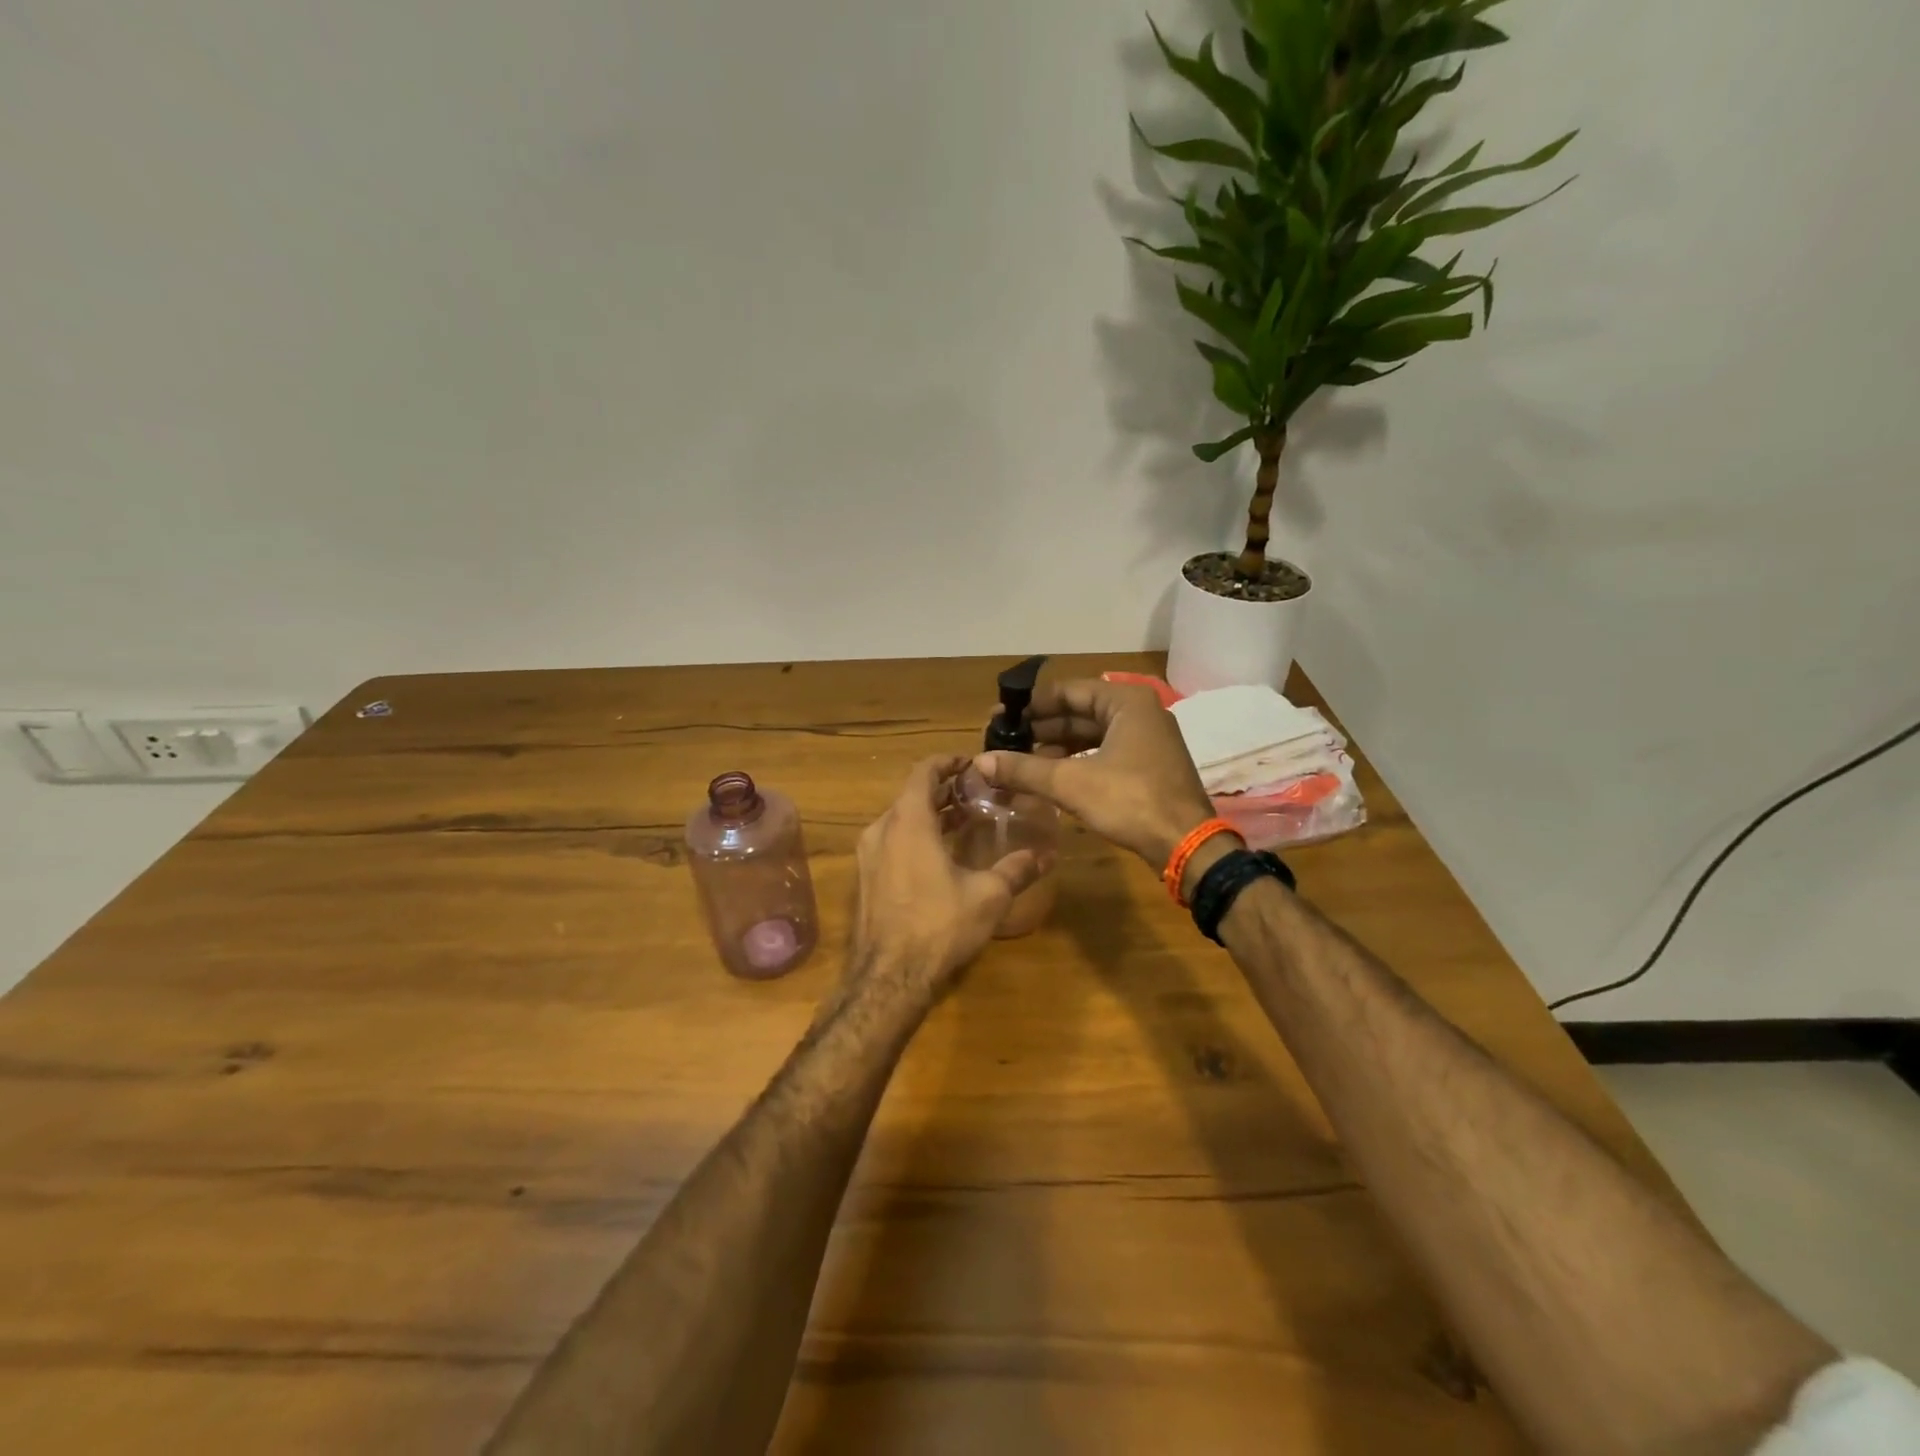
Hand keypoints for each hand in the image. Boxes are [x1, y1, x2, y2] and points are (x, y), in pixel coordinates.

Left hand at [844, 755, 1048, 1004]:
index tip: (971, 763)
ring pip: (900, 821)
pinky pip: (892, 843)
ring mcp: (868, 856)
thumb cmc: (939, 925)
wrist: (888, 978)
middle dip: (943, 791)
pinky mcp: (865, 879)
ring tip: (963, 821)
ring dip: (930, 815)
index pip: (923, 772)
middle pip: (911, 796)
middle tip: (976, 794)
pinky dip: (916, 837)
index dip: (948, 762)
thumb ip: (1017, 869)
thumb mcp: (988, 895)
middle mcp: (882, 830)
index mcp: (908, 821)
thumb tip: (1048, 855)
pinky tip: (940, 856)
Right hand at [973, 679, 1215, 868]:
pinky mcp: (1148, 765)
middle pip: (1080, 712)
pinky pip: (1104, 753)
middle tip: (1005, 740)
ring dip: (1056, 747)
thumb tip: (980, 762)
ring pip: (1091, 735)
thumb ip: (1024, 769)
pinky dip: (1077, 761)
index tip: (1001, 717)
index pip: (1068, 691)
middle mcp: (1140, 712)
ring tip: (1020, 760)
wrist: (1186, 845)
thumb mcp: (1070, 783)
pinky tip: (1050, 775)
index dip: (1031, 705)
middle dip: (1041, 728)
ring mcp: (1147, 739)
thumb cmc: (1130, 801)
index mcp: (1126, 702)